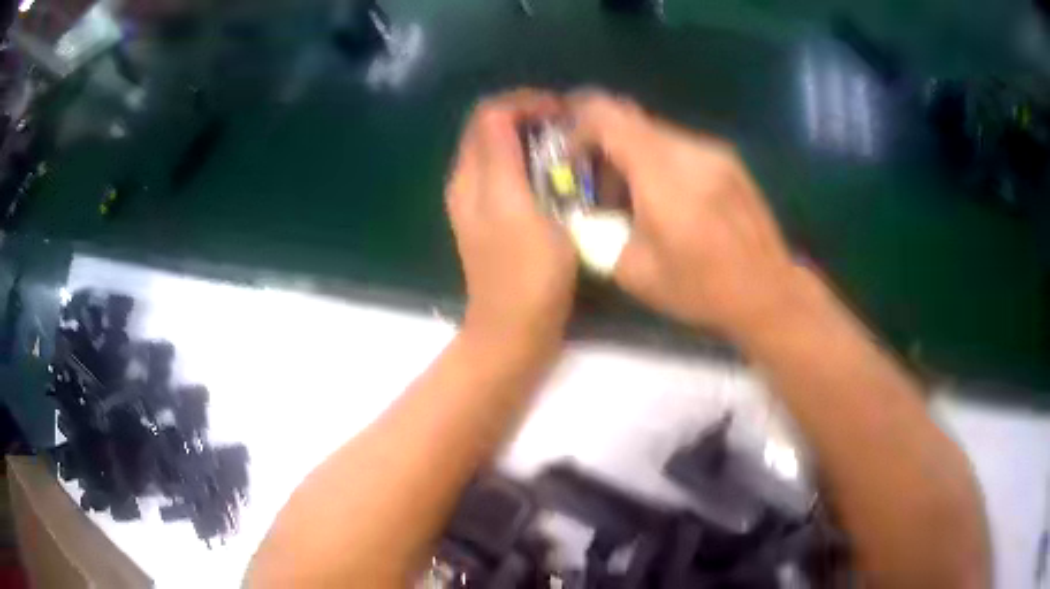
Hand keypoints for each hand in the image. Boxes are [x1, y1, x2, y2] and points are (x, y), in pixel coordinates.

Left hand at [447, 91, 577, 347]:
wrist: (514, 331)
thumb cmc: (526, 274)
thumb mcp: (516, 207)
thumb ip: (505, 156)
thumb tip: (512, 115)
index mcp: (472, 175)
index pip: (490, 114)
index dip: (526, 102)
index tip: (564, 110)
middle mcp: (468, 181)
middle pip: (490, 128)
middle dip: (527, 115)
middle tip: (568, 123)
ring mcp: (479, 202)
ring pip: (499, 148)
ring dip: (530, 136)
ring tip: (567, 142)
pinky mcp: (494, 219)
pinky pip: (508, 171)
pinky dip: (530, 160)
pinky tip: (556, 173)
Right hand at [570, 92, 803, 341]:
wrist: (769, 291)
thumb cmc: (702, 289)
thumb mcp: (635, 273)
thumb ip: (598, 232)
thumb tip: (583, 212)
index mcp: (663, 177)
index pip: (608, 117)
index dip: (578, 125)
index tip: (569, 154)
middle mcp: (689, 151)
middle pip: (630, 119)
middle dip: (602, 139)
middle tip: (595, 175)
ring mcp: (713, 152)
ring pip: (656, 132)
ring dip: (632, 151)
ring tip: (632, 191)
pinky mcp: (729, 160)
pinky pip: (681, 145)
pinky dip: (660, 159)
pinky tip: (667, 194)